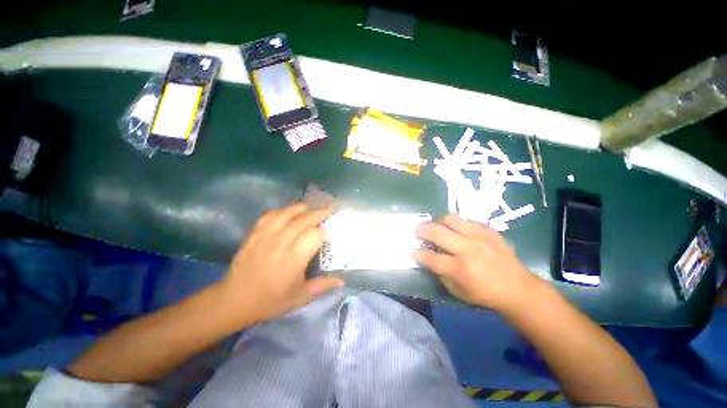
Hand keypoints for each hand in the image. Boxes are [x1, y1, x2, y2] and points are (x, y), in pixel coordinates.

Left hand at [219, 203, 343, 324]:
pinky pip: (270, 216)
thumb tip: (342, 281)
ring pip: (287, 213)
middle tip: (329, 211)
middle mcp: (281, 243)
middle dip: (319, 213)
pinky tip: (287, 213)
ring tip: (310, 208)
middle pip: (304, 220)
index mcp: (294, 259)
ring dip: (302, 208)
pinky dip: (282, 211)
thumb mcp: (300, 297)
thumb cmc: (270, 301)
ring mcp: (266, 236)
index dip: (326, 232)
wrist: (234, 300)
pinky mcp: (254, 234)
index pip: (315, 235)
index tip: (331, 235)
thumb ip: (322, 285)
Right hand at [413, 214, 541, 311]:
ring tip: (434, 226)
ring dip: (437, 221)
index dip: (417, 254)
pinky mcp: (488, 230)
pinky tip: (455, 230)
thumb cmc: (484, 293)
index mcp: (460, 269)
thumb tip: (427, 258)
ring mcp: (479, 236)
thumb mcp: (457, 291)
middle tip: (417, 231)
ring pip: (449, 218)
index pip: (430, 257)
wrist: (517, 287)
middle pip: (436, 232)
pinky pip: (465, 220)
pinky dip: (455, 224)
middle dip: (421, 230)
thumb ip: (439, 273)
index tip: (412, 251)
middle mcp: (468, 249)